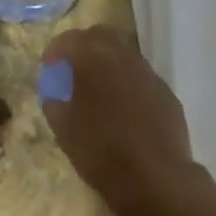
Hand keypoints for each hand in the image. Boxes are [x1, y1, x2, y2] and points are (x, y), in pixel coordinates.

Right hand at [40, 26, 212, 215]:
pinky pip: (141, 76)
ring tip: (97, 88)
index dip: (56, 50)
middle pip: (100, 35)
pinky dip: (126, 81)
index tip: (49, 67)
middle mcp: (123, 57)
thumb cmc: (102, 153)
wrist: (156, 179)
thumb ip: (54, 100)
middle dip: (83, 46)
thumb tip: (54, 89)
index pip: (70, 40)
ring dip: (107, 61)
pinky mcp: (166, 92)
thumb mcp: (64, 129)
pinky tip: (123, 106)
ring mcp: (148, 73)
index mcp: (94, 60)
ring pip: (124, 52)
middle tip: (72, 69)